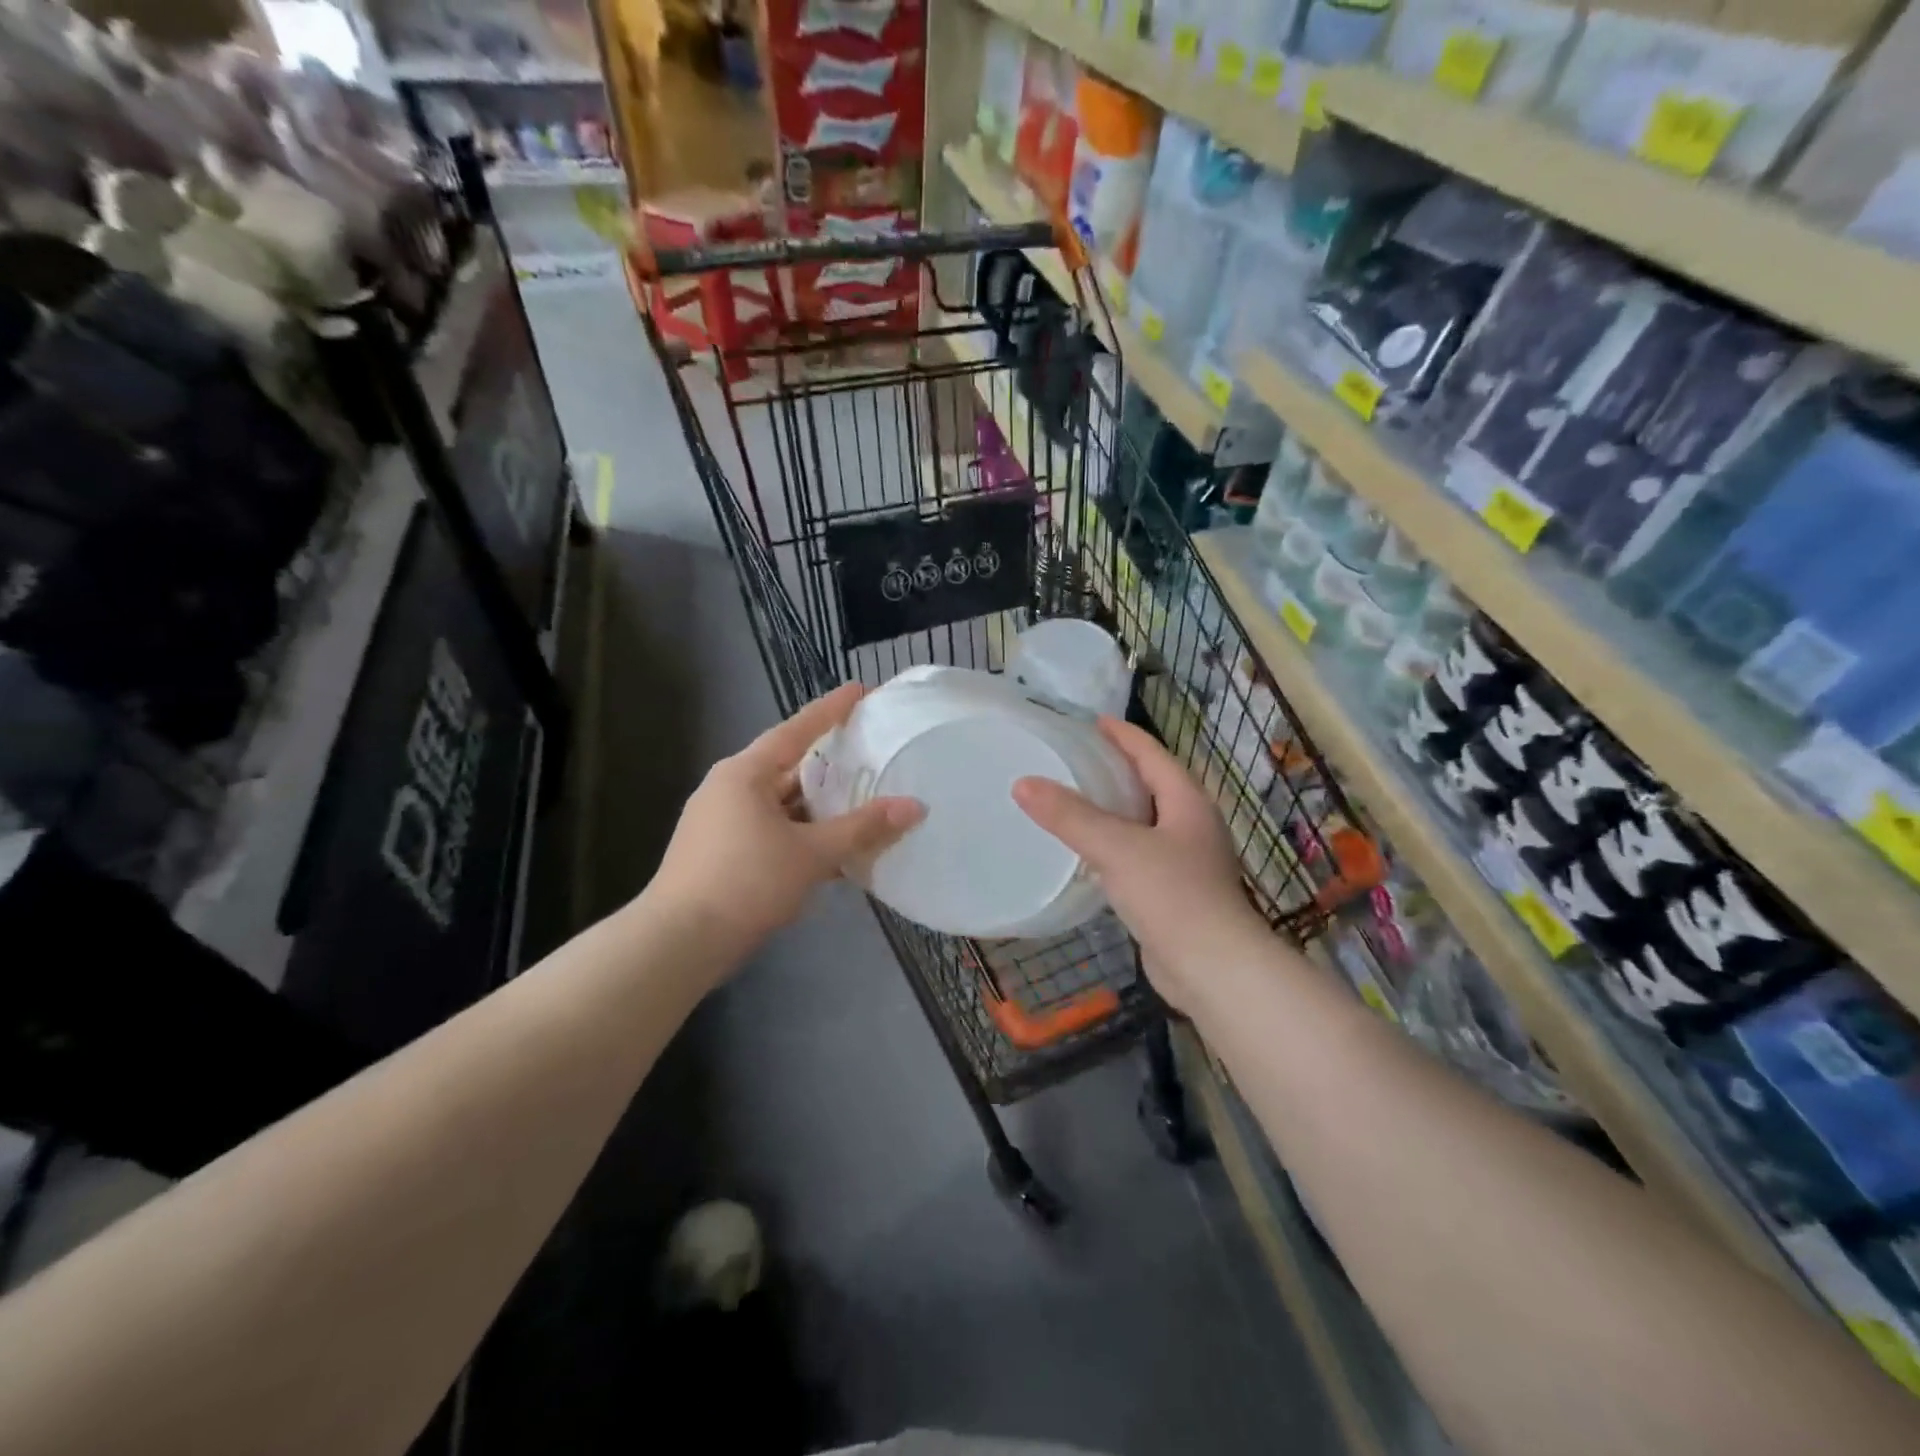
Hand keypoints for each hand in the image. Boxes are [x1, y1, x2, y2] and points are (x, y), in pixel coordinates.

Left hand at [651, 684, 923, 956]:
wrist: (679, 942)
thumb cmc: (746, 882)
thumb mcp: (811, 853)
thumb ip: (863, 828)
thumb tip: (915, 807)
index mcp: (745, 773)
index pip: (796, 730)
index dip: (831, 710)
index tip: (859, 690)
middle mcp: (729, 788)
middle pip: (789, 767)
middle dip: (829, 764)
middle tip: (869, 752)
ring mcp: (721, 821)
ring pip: (781, 804)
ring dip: (818, 808)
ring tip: (859, 803)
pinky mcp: (720, 852)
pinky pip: (771, 830)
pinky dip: (801, 835)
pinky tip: (831, 850)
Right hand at [1012, 717, 1266, 1012]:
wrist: (1214, 969)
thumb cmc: (1172, 896)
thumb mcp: (1116, 848)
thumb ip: (1070, 815)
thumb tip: (1023, 783)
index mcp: (1187, 802)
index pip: (1152, 754)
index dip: (1123, 735)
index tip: (1093, 721)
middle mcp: (1192, 825)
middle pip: (1152, 784)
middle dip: (1118, 769)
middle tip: (1076, 759)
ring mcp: (1188, 861)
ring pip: (1146, 822)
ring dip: (1116, 808)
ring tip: (1077, 801)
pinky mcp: (1176, 893)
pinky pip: (1140, 854)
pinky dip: (1115, 845)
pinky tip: (1091, 854)